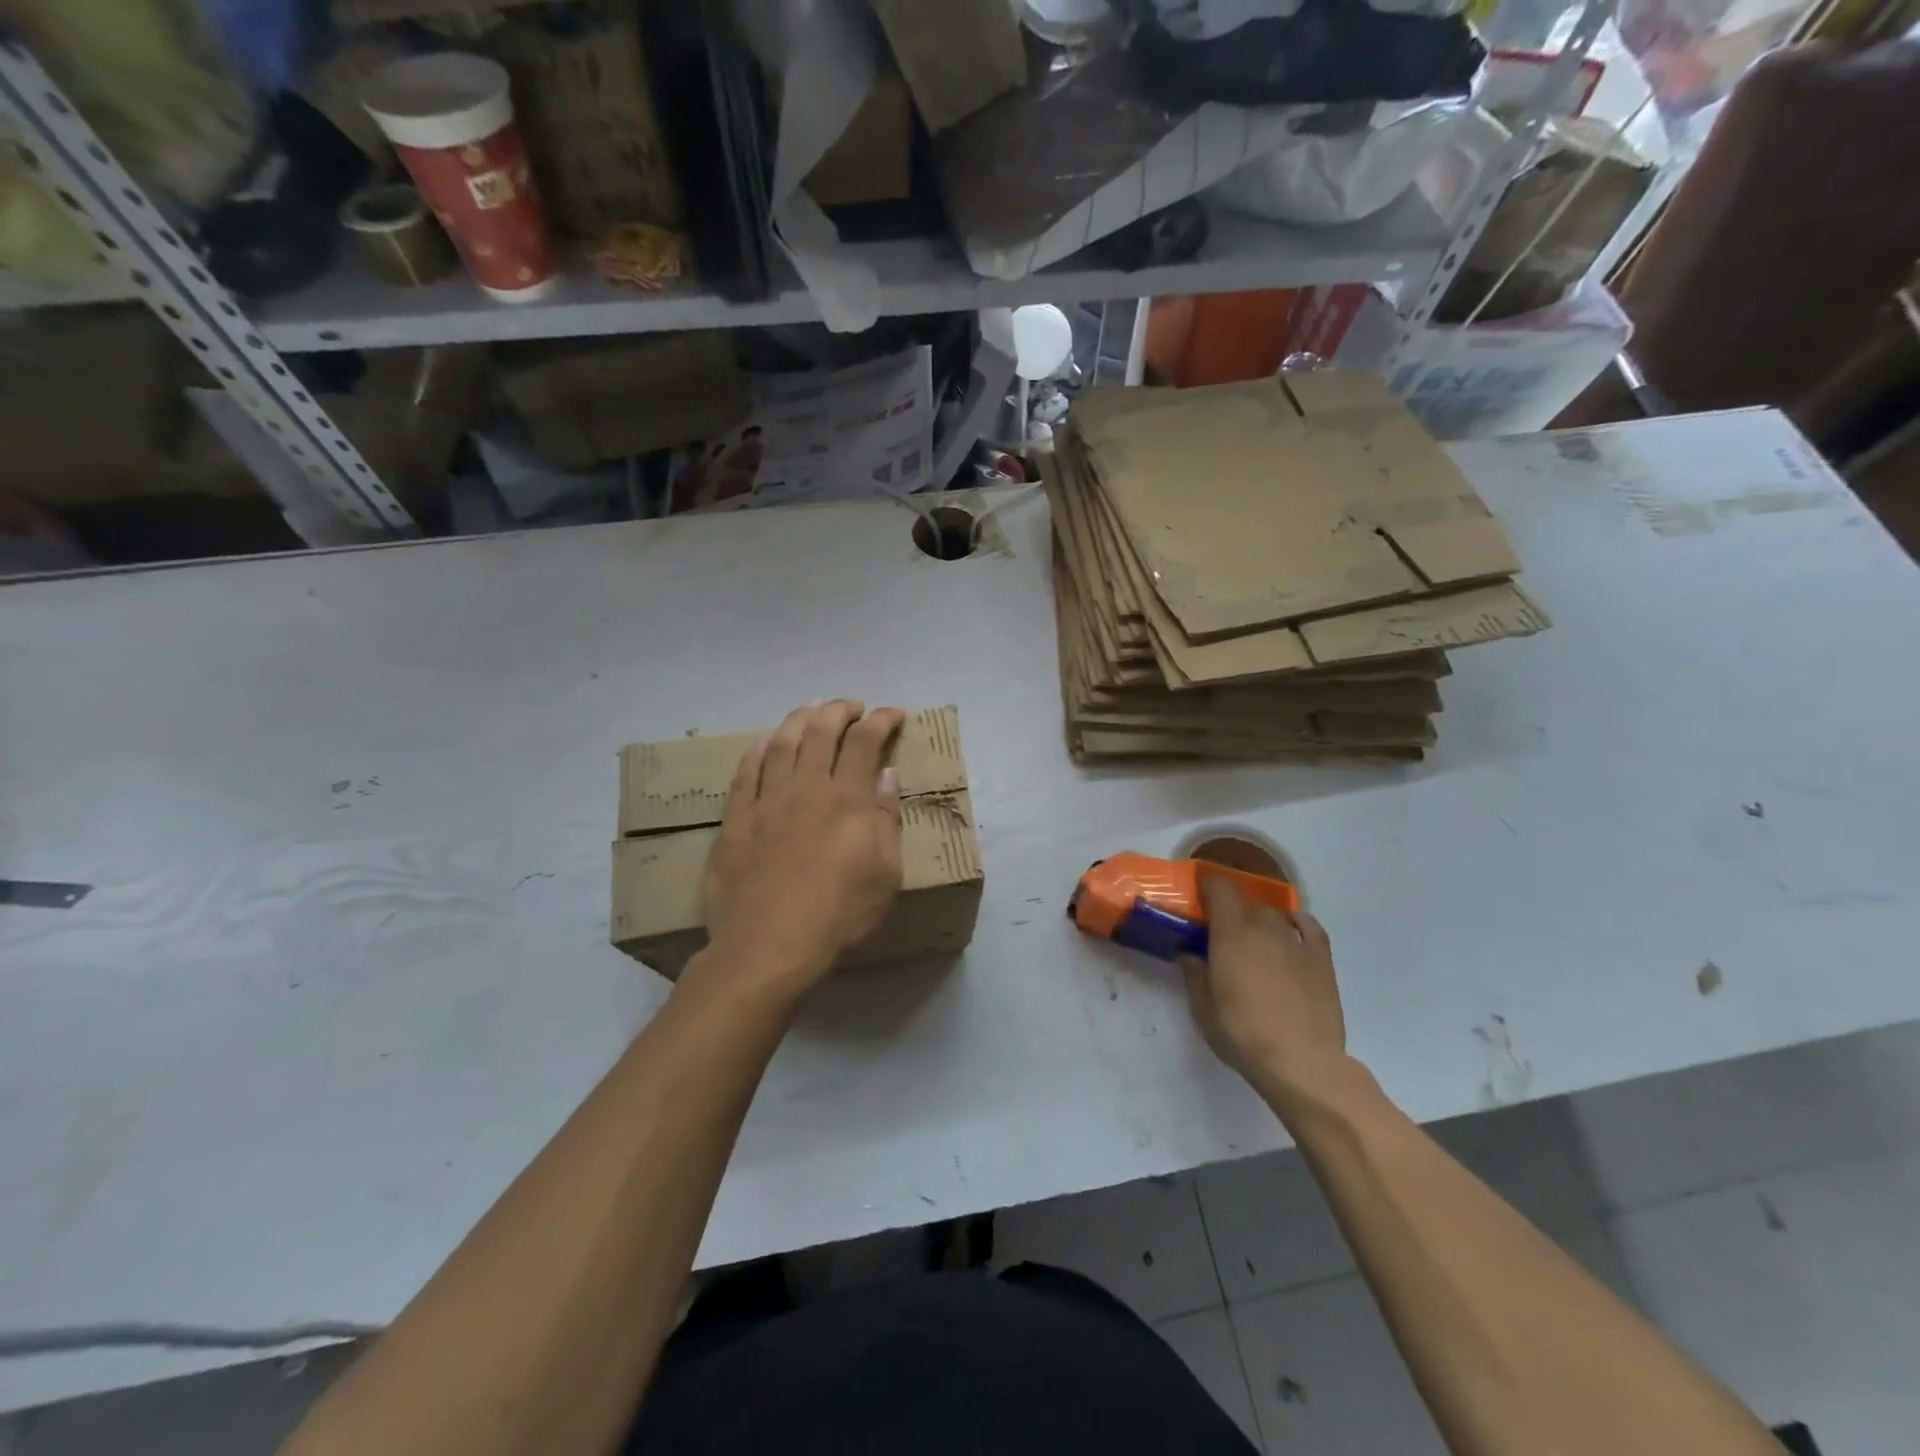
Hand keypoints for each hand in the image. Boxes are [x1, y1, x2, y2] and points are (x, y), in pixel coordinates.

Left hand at [699, 700, 906, 995]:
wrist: (770, 944)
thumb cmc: (840, 913)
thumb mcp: (885, 872)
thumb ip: (886, 818)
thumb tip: (887, 774)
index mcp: (848, 798)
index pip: (866, 742)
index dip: (881, 720)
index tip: (893, 713)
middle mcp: (807, 788)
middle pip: (822, 732)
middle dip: (840, 710)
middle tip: (852, 705)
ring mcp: (767, 801)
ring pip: (782, 743)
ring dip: (799, 719)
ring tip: (811, 708)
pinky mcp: (737, 820)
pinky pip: (745, 773)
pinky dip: (757, 750)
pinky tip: (764, 741)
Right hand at [1179, 877, 1347, 1110]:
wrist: (1302, 1062)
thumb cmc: (1243, 1034)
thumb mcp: (1203, 1009)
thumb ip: (1194, 975)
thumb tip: (1189, 955)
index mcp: (1231, 934)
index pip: (1221, 889)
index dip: (1209, 887)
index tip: (1200, 898)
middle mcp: (1264, 928)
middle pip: (1246, 904)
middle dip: (1233, 914)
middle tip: (1224, 938)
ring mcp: (1296, 942)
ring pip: (1275, 916)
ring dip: (1261, 923)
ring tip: (1256, 943)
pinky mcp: (1321, 959)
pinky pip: (1310, 926)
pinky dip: (1298, 922)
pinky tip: (1292, 930)